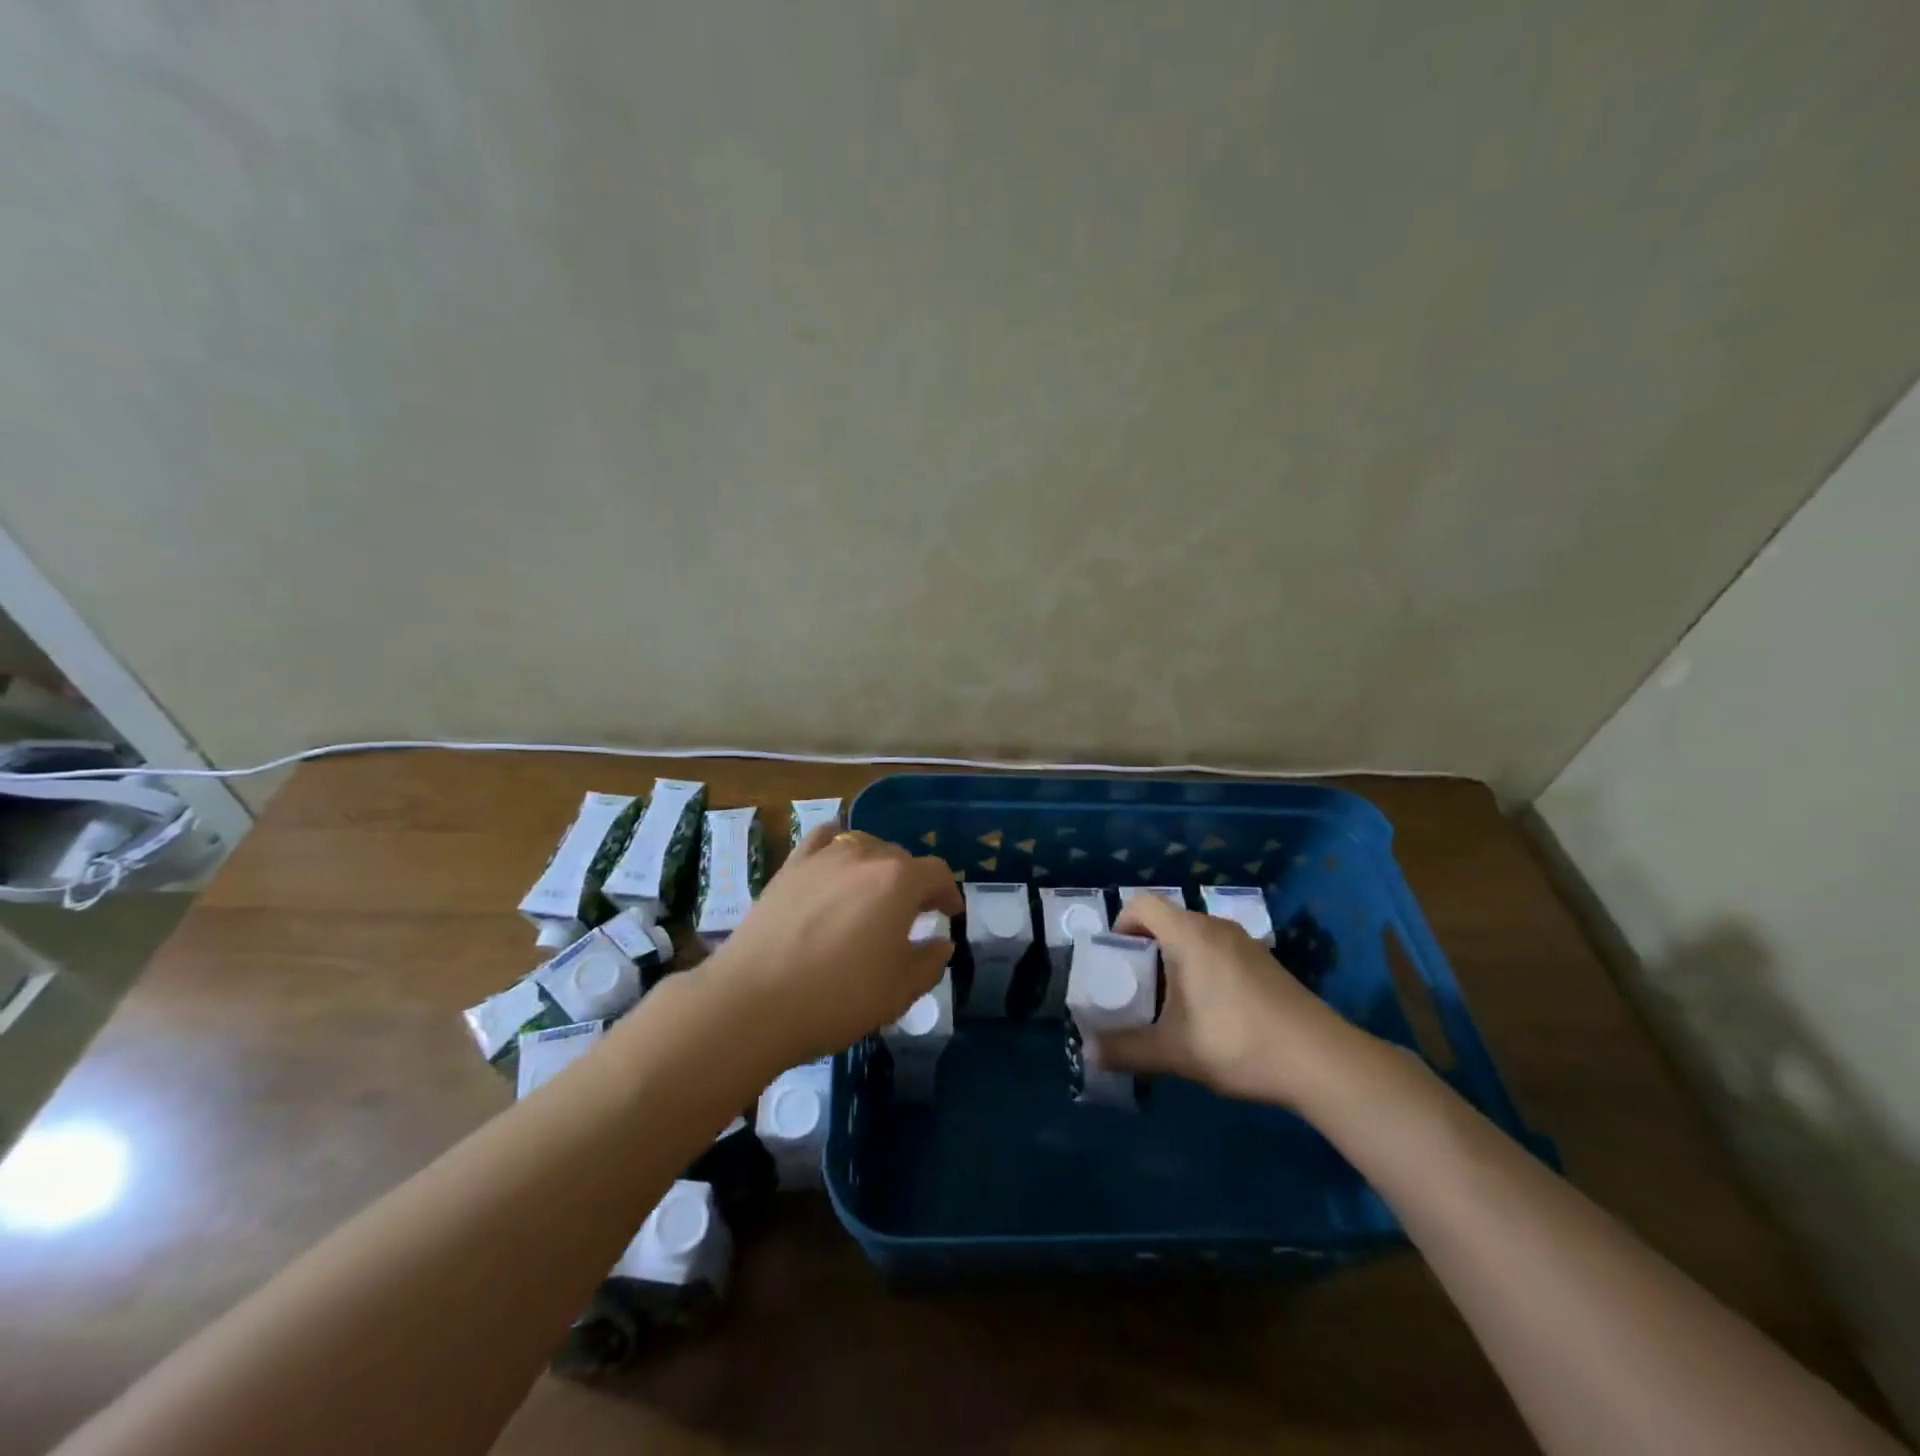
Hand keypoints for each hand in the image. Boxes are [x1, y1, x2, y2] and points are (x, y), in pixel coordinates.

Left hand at [700, 822, 961, 1068]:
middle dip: (913, 884)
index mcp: (899, 880)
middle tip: (911, 916)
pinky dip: (837, 846)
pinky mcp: (790, 866)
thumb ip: (930, 961)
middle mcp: (864, 855)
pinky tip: (834, 865)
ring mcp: (823, 856)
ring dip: (877, 866)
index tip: (949, 915)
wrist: (754, 1002)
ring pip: (863, 845)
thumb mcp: (900, 990)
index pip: (937, 873)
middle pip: (901, 858)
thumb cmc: (838, 997)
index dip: (949, 893)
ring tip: (872, 894)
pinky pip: (822, 839)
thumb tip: (941, 942)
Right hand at [1099, 892, 1370, 1108]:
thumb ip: (1128, 1050)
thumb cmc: (1239, 1042)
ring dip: (1175, 961)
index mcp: (1190, 935)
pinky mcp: (1266, 963)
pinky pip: (1219, 951)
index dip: (1122, 923)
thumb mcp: (1175, 1052)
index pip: (1143, 904)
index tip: (1115, 958)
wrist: (1322, 1060)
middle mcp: (1216, 928)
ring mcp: (1245, 943)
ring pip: (1195, 938)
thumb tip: (1089, 1054)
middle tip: (1136, 987)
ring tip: (1170, 1005)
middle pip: (1168, 921)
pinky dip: (1202, 969)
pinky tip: (1211, 1013)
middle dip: (1145, 949)